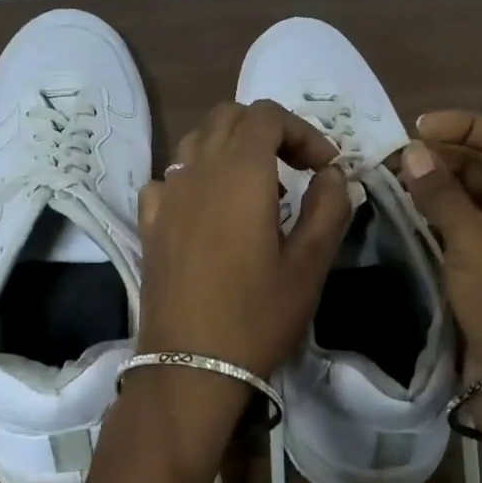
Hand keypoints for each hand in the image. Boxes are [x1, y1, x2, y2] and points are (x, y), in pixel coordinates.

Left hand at [133, 100, 351, 433]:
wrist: (189, 368)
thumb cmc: (257, 316)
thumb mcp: (310, 265)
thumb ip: (328, 208)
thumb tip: (332, 174)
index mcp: (240, 172)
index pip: (267, 115)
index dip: (302, 131)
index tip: (324, 169)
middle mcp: (198, 171)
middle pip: (229, 117)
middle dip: (267, 130)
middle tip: (296, 169)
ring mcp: (167, 195)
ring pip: (197, 141)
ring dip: (231, 148)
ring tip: (257, 188)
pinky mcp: (149, 223)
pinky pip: (171, 177)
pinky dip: (196, 177)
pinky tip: (210, 210)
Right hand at [398, 110, 481, 384]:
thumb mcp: (476, 241)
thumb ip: (441, 192)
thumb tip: (411, 150)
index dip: (463, 125)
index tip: (416, 130)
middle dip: (439, 158)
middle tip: (390, 163)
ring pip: (467, 199)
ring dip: (432, 189)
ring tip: (387, 185)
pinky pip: (458, 230)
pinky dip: (433, 219)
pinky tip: (401, 217)